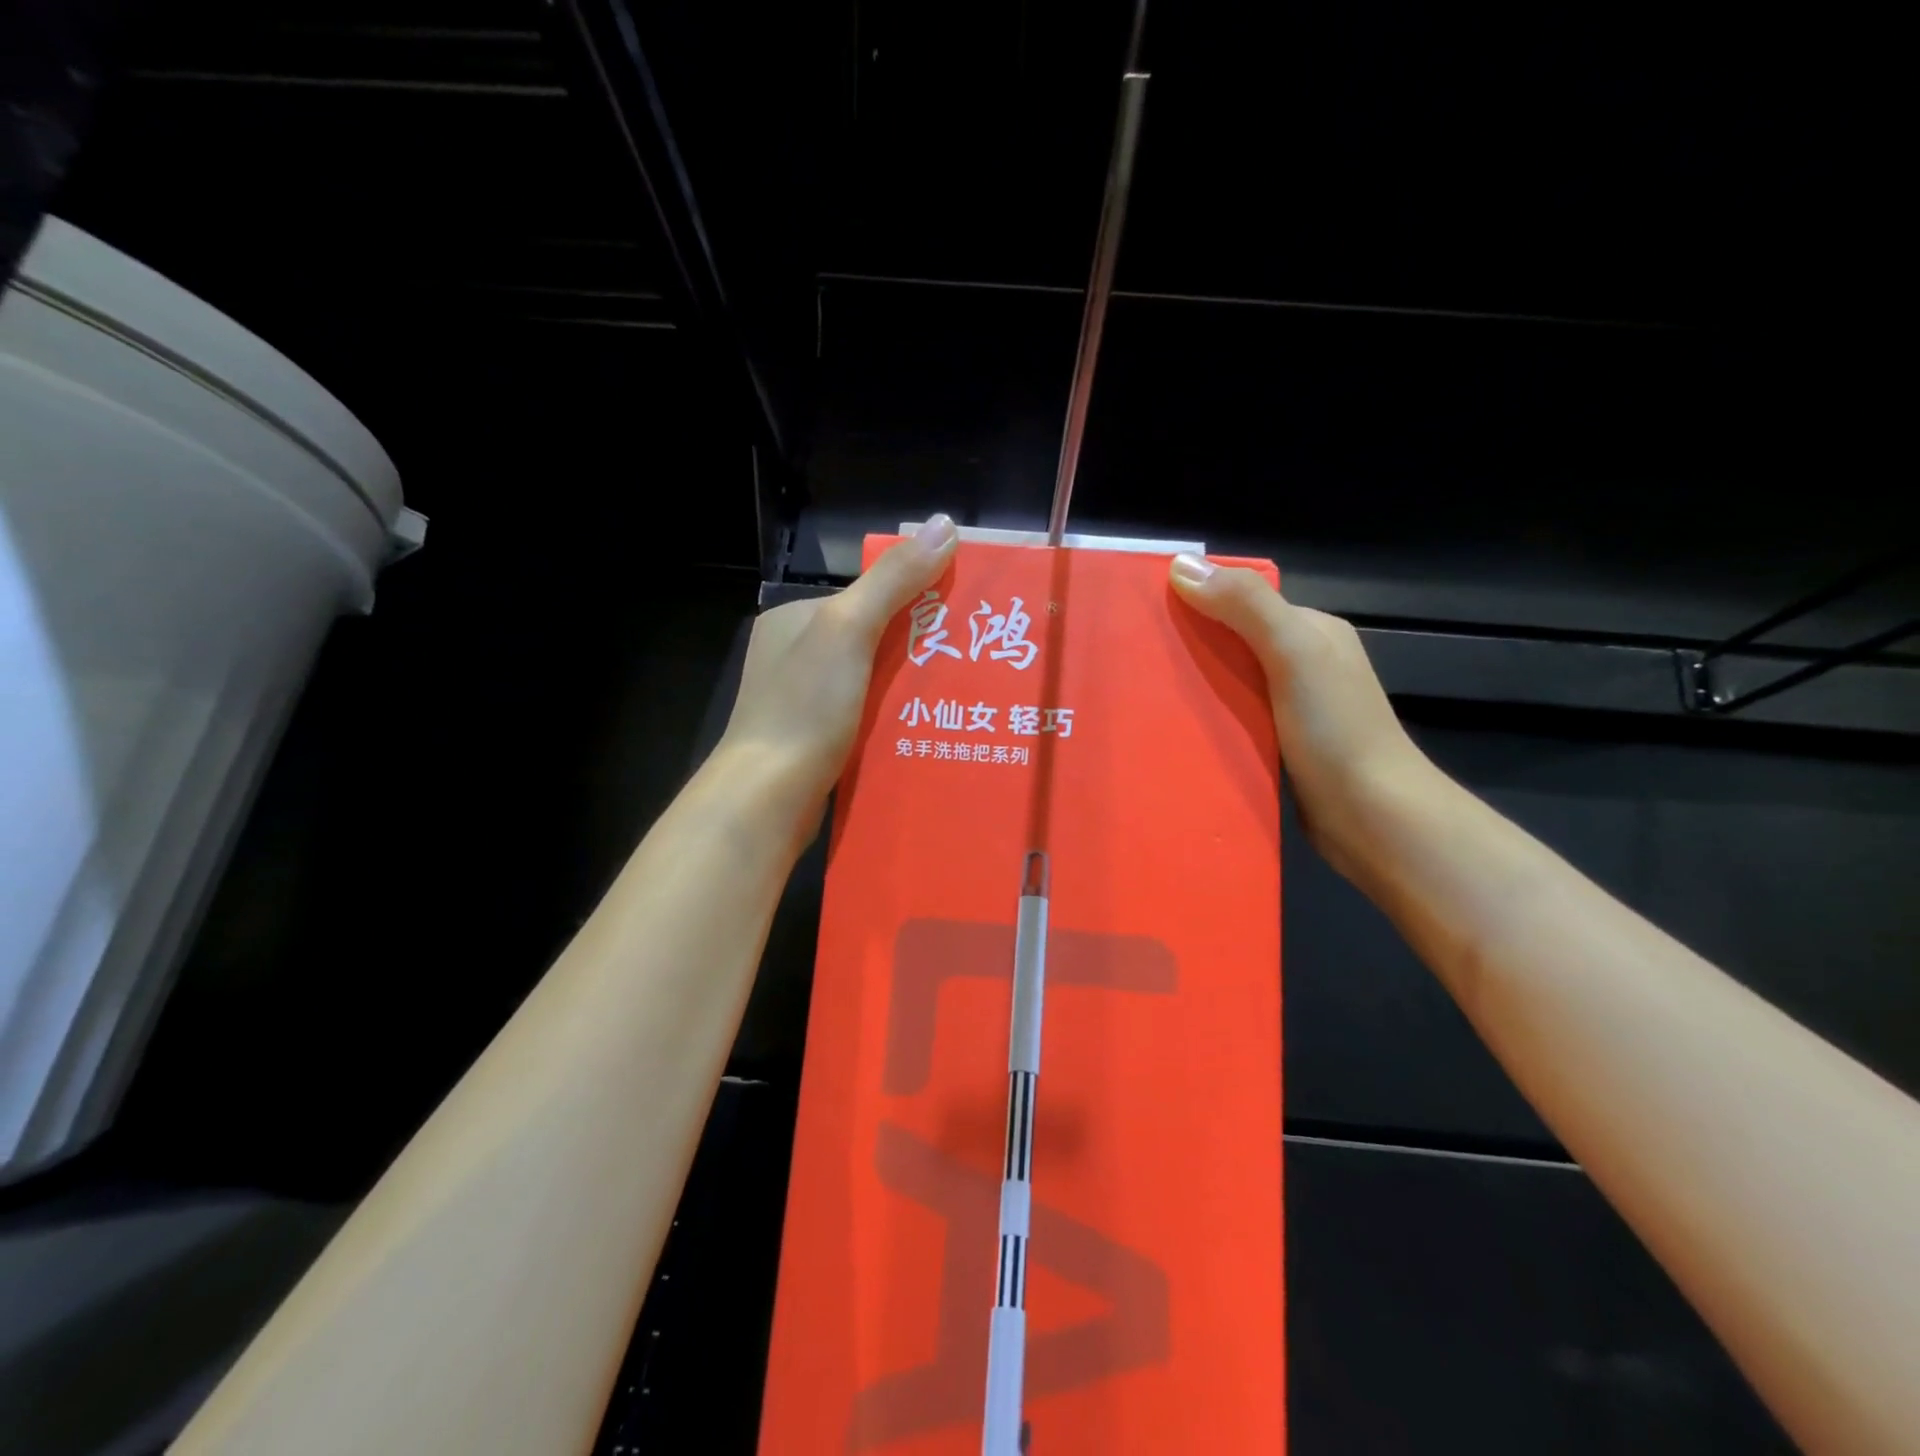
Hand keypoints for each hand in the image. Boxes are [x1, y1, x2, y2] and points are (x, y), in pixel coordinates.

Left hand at [715, 514, 960, 820]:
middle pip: (872, 639)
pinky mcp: (814, 740)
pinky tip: (926, 729)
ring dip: (909, 688)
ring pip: (871, 682)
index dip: (916, 599)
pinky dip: (892, 719)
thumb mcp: (849, 629)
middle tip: (971, 661)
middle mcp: (795, 654)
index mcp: (796, 619)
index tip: (963, 616)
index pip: (867, 595)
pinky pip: (864, 718)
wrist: (767, 796)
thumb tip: (944, 524)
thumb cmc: (806, 707)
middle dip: (918, 648)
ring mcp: (802, 700)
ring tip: (960, 697)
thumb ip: (894, 580)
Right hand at [1168, 553, 1436, 874]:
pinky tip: (1174, 729)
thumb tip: (1182, 566)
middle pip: (1232, 641)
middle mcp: (1301, 663)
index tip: (1144, 613)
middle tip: (1132, 659)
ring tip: (1141, 696)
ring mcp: (1290, 706)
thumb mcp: (1293, 652)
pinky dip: (1205, 720)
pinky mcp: (1277, 744)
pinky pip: (1231, 719)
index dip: (1197, 600)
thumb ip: (1246, 606)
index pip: (1243, 600)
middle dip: (1187, 645)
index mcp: (1310, 630)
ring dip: (1192, 687)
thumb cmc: (1336, 730)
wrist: (1373, 818)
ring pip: (1228, 683)